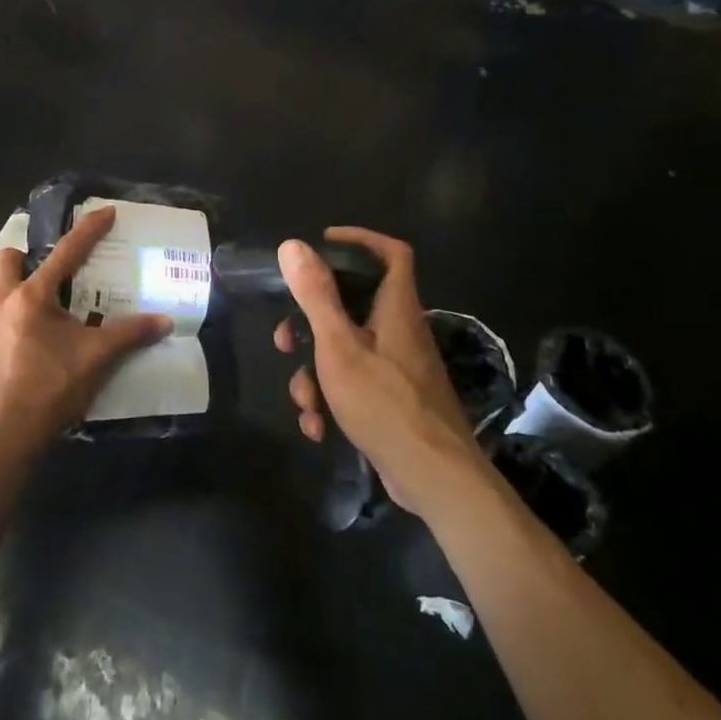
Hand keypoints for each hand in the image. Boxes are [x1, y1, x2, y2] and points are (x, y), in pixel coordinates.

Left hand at [0, 206, 172, 447]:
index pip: (66, 252)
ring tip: (48, 311)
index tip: (105, 211)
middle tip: (56, 272)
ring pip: (0, 291)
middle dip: (28, 256)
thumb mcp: (97, 358)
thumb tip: (165, 321)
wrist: (6, 435)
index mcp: (32, 297)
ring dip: (21, 290)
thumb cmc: (52, 387)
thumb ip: (130, 334)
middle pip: (9, 260)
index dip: (88, 230)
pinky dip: (14, 321)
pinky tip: (32, 343)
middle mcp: (3, 303)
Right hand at [276, 228, 488, 519]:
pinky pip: (356, 384)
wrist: (435, 479)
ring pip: (347, 351)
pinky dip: (333, 399)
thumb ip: (316, 296)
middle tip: (285, 337)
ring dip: (316, 373)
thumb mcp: (339, 347)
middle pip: (353, 306)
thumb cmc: (385, 403)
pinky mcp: (395, 400)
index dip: (360, 240)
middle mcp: (400, 331)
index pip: (391, 252)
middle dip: (312, 322)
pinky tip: (318, 428)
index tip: (322, 245)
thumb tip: (293, 245)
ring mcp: (399, 368)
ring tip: (304, 401)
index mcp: (395, 308)